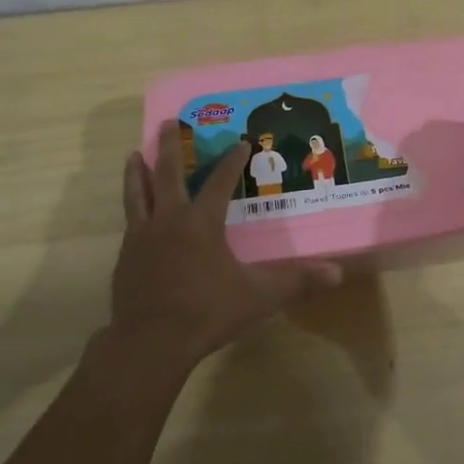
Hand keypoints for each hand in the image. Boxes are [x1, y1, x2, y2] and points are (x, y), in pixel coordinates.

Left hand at [104, 121, 341, 366]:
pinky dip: (132, 208)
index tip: (240, 142)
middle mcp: (170, 220)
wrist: (151, 342)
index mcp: (202, 223)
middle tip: (168, 122)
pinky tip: (135, 214)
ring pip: (138, 193)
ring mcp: (142, 237)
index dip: (232, 161)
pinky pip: (129, 222)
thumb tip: (338, 273)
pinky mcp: (126, 257)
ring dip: (138, 172)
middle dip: (169, 146)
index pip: (220, 182)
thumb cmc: (207, 313)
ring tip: (134, 155)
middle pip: (167, 174)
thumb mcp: (259, 297)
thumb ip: (297, 282)